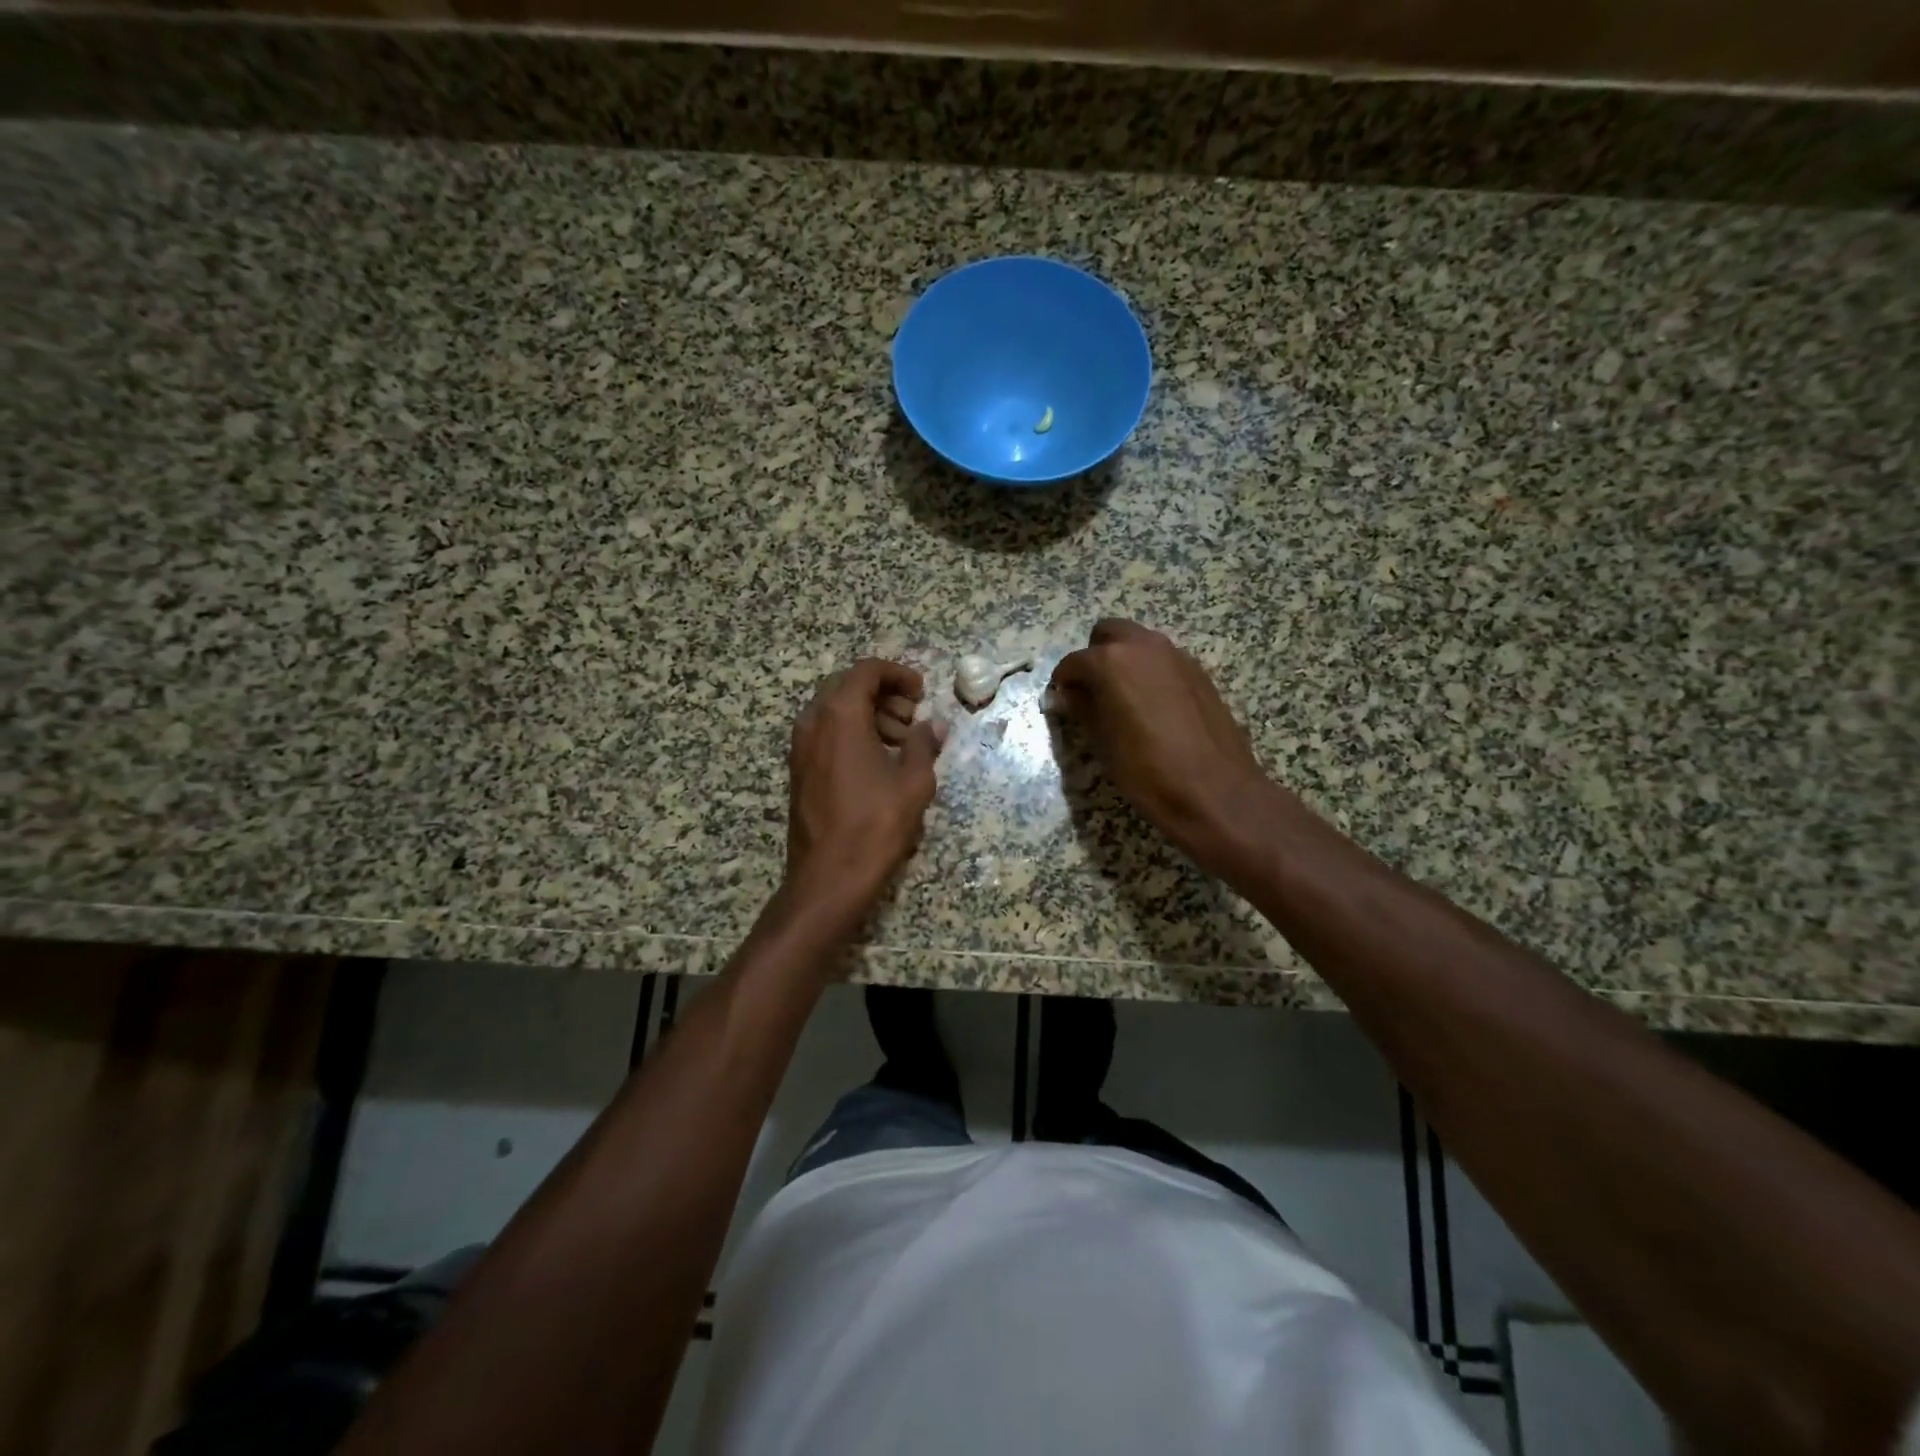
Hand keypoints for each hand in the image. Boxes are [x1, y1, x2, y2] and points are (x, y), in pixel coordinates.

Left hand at [785, 658, 945, 913]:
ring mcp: (800, 746)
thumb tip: (934, 726)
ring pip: (835, 710)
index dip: (898, 674)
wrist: (829, 876)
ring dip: (869, 714)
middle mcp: (813, 722)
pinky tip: (878, 762)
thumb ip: (924, 745)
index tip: (921, 693)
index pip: (866, 671)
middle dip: (884, 695)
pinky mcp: (799, 769)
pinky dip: (852, 734)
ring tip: (900, 743)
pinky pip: (826, 733)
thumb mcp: (913, 782)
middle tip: (912, 718)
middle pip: (848, 687)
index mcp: (840, 715)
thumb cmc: (876, 825)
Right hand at [1049, 620, 1276, 867]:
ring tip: (1121, 701)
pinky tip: (1152, 708)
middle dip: (1094, 657)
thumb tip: (1067, 696)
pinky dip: (1150, 673)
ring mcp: (1176, 656)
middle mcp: (1144, 647)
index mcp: (1111, 661)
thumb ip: (1081, 709)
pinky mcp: (1199, 672)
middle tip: (1091, 692)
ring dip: (1124, 661)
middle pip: (1108, 634)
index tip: (1062, 702)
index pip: (1074, 662)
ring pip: (1139, 644)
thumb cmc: (1146, 770)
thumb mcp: (1102, 743)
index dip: (1063, 683)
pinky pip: (1163, 661)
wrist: (1214, 791)